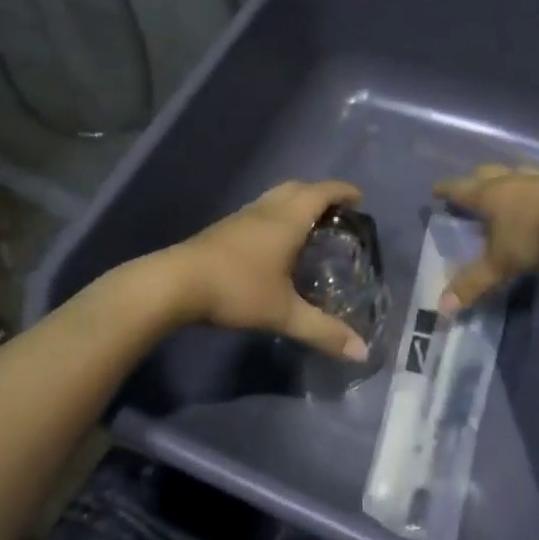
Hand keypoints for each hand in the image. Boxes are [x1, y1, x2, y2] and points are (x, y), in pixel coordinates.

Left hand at [161, 180, 369, 360]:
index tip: (360, 199)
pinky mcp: (224, 228)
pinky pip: (260, 210)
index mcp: (287, 220)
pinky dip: (277, 215)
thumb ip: (323, 331)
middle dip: (321, 194)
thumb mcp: (284, 313)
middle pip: (298, 187)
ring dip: (296, 202)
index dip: (343, 191)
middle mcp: (266, 210)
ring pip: (276, 197)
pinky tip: (274, 243)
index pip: (322, 193)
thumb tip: (362, 352)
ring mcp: (242, 217)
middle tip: (337, 214)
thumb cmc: (236, 290)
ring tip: (310, 227)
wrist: (176, 283)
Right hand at [432, 165, 538, 312]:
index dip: (446, 190)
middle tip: (470, 189)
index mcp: (489, 195)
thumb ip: (473, 283)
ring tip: (507, 188)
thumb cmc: (534, 235)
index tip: (436, 190)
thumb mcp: (501, 263)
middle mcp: (511, 181)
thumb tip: (441, 307)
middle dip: (475, 180)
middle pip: (487, 173)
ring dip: (508, 178)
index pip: (459, 189)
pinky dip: (535, 188)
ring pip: (517, 172)